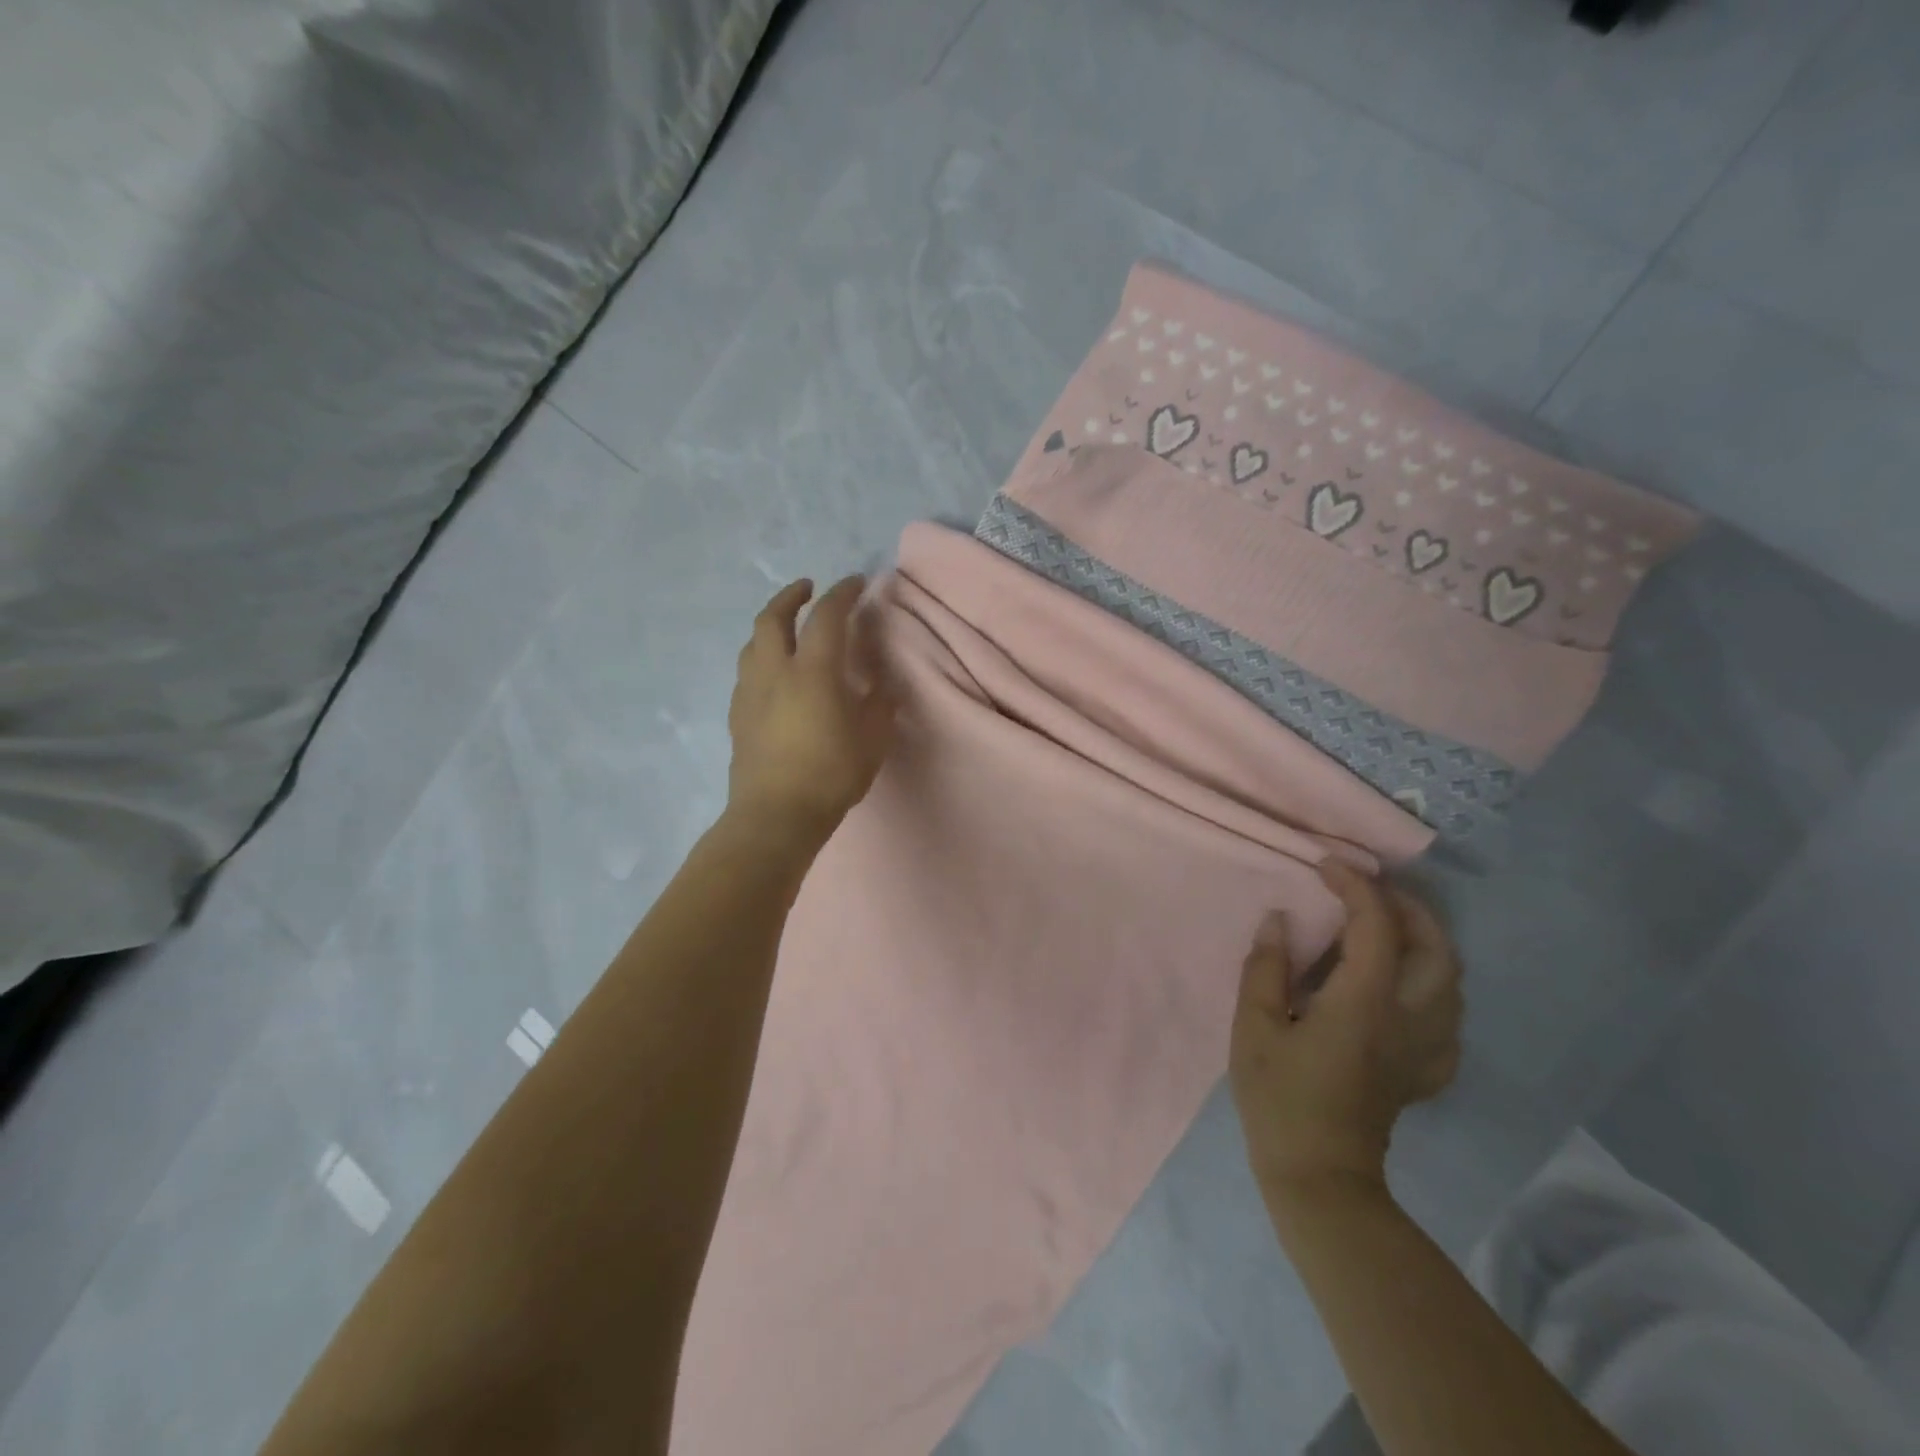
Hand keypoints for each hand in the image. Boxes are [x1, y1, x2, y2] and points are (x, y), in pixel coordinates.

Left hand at [727, 576, 896, 841]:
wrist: (775, 815)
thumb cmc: (830, 775)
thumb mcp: (872, 741)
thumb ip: (879, 706)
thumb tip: (882, 686)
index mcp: (812, 671)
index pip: (827, 617)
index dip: (843, 593)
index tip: (856, 582)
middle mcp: (775, 671)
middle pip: (773, 618)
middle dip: (791, 596)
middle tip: (808, 588)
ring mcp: (750, 693)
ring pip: (753, 643)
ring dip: (770, 625)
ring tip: (787, 628)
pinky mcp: (738, 716)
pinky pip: (747, 672)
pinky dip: (761, 657)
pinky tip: (773, 674)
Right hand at [1230, 860, 1462, 1197]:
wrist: (1319, 1174)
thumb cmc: (1279, 1097)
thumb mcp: (1254, 1026)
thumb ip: (1266, 967)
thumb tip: (1279, 918)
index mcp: (1364, 1002)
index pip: (1376, 925)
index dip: (1355, 886)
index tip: (1326, 865)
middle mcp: (1409, 1018)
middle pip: (1436, 947)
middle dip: (1408, 906)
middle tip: (1369, 889)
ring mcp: (1426, 1048)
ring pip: (1452, 980)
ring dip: (1427, 941)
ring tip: (1389, 927)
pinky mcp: (1427, 1072)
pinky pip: (1449, 1017)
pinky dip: (1432, 986)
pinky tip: (1403, 989)